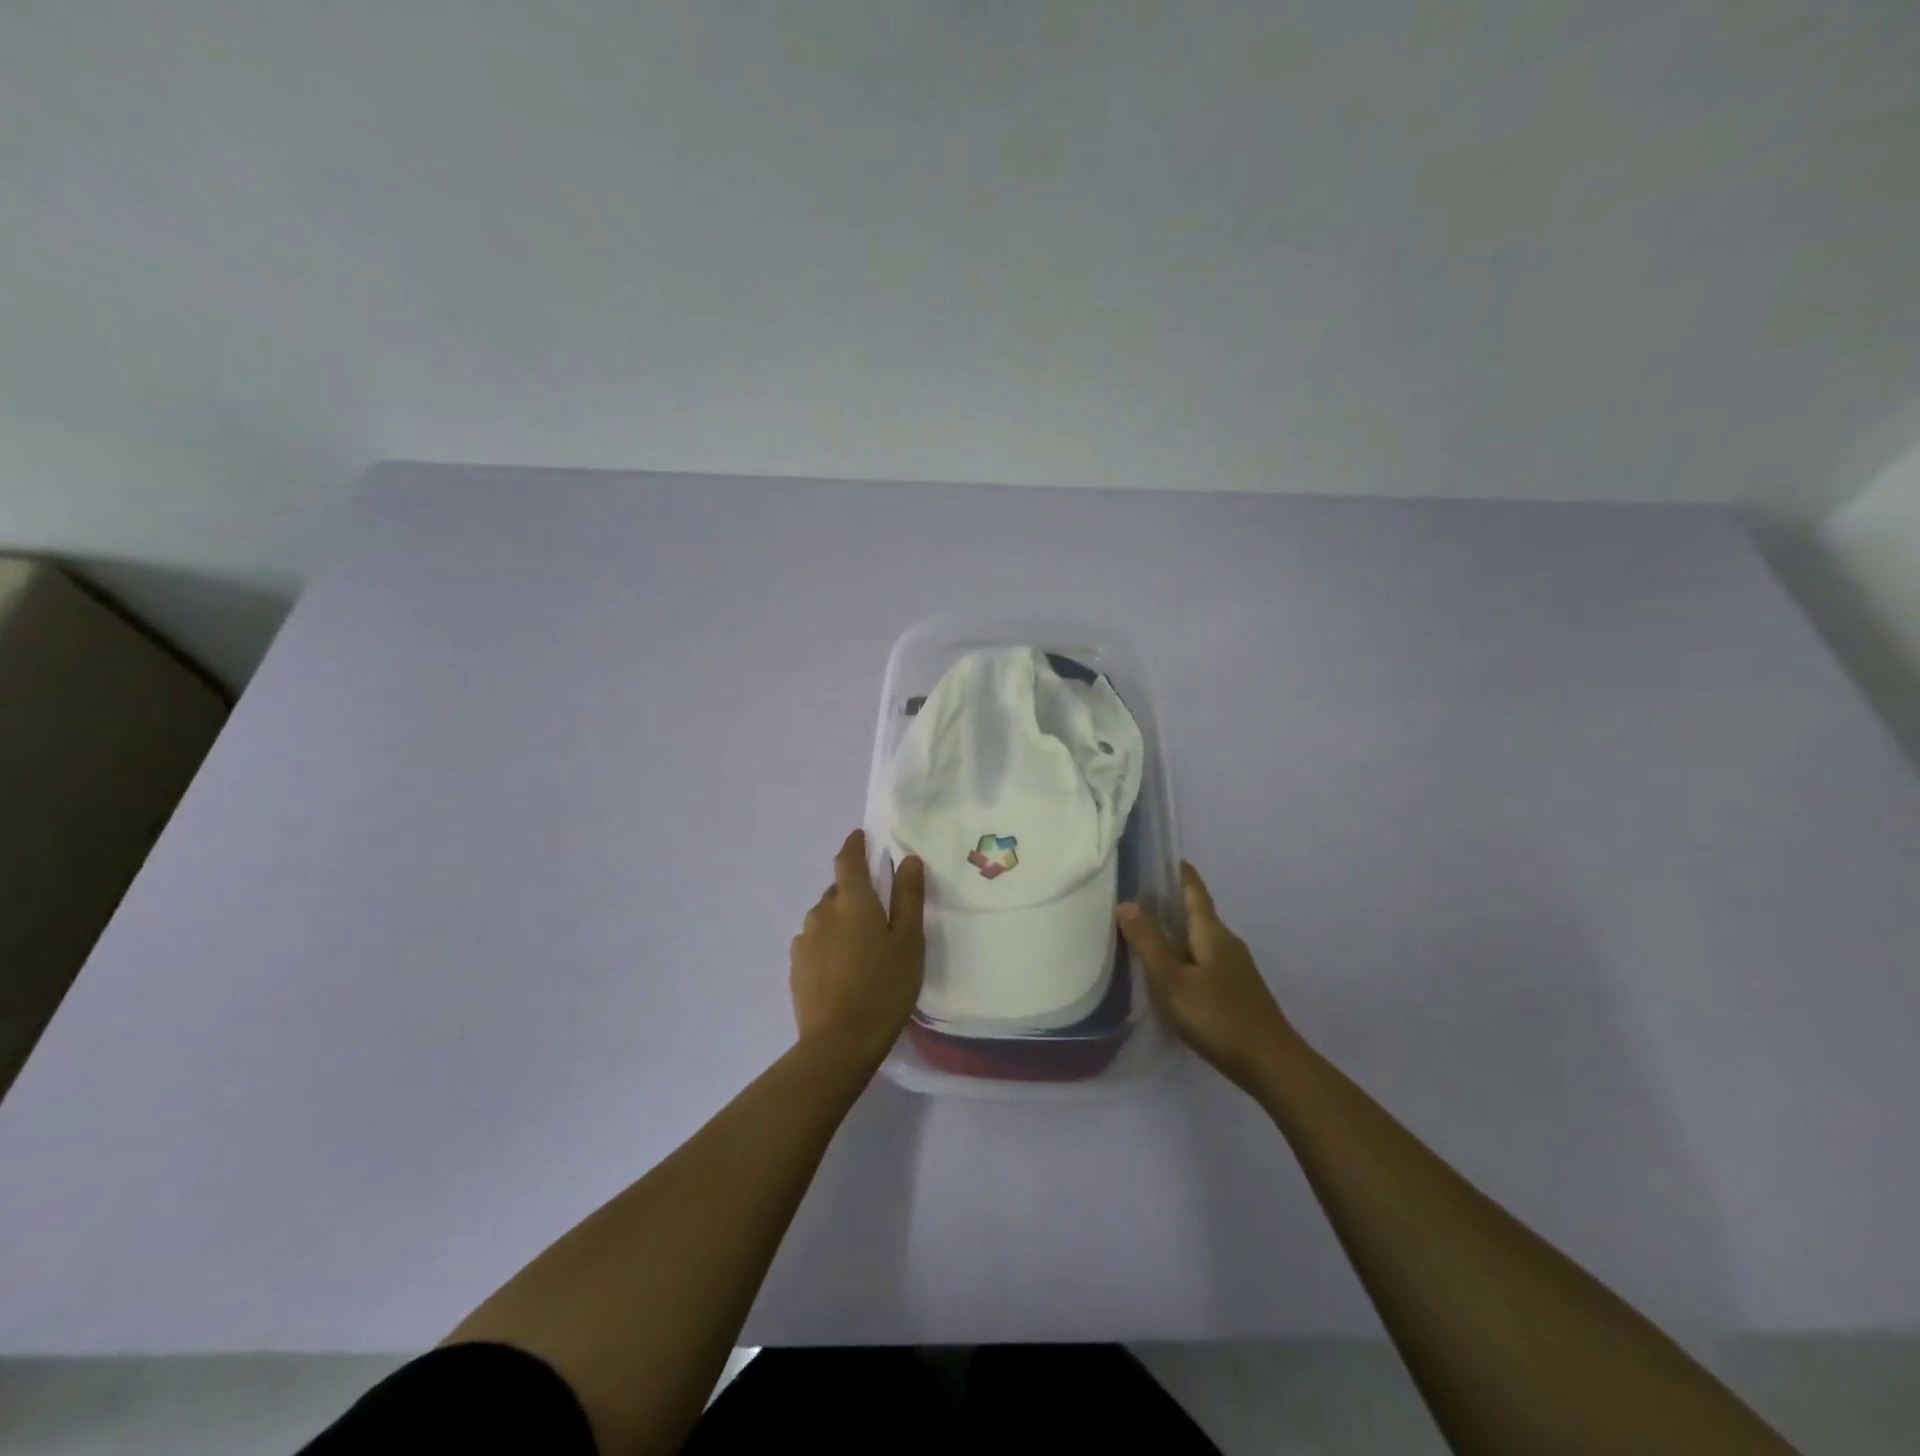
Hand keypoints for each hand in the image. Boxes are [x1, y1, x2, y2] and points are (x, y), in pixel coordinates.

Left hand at [790, 829, 925, 1066]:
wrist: (838, 1044)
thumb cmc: (884, 987)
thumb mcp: (909, 941)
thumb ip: (908, 897)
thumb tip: (908, 860)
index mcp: (852, 900)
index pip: (848, 859)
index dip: (855, 844)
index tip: (862, 836)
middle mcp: (822, 911)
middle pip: (839, 890)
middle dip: (856, 893)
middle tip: (881, 915)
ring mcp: (804, 940)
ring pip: (826, 918)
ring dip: (843, 922)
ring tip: (864, 949)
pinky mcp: (796, 967)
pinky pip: (816, 942)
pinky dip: (830, 945)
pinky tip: (845, 969)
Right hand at [1117, 862, 1297, 1097]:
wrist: (1272, 1065)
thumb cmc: (1217, 1016)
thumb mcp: (1172, 980)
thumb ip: (1148, 942)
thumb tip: (1126, 902)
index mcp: (1212, 931)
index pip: (1194, 889)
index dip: (1178, 872)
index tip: (1158, 856)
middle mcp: (1226, 942)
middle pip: (1196, 912)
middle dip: (1169, 901)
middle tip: (1134, 896)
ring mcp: (1235, 967)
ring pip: (1199, 938)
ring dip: (1174, 930)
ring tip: (1144, 932)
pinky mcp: (1236, 990)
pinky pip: (1204, 959)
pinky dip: (1183, 954)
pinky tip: (1169, 971)